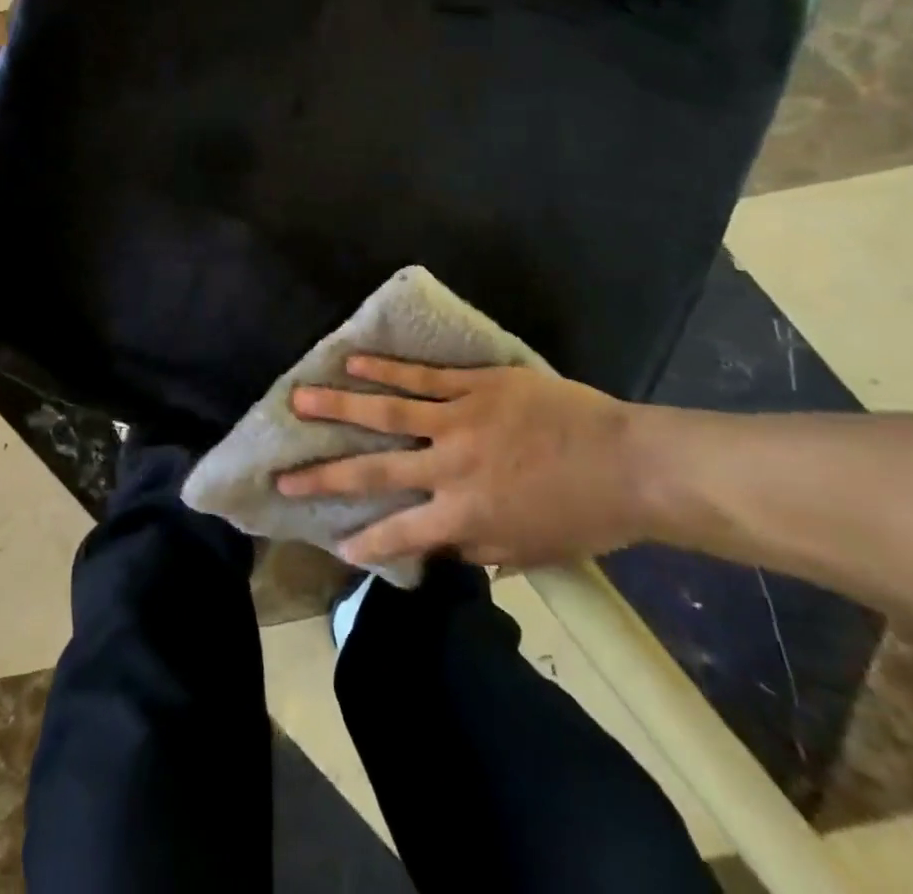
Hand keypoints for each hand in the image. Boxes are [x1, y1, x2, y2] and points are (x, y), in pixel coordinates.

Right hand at [276, 357, 660, 568]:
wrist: (630, 465)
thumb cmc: (583, 516)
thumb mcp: (529, 550)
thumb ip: (477, 548)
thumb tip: (438, 545)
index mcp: (465, 515)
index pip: (401, 533)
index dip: (365, 541)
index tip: (334, 543)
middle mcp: (450, 468)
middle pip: (376, 468)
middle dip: (325, 473)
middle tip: (283, 474)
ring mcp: (460, 420)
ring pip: (388, 411)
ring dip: (340, 406)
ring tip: (300, 399)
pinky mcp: (476, 386)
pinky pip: (423, 376)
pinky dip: (386, 369)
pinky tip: (354, 361)